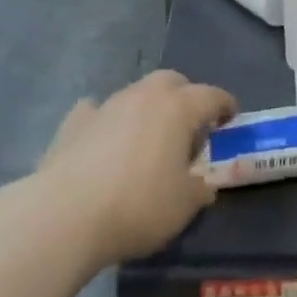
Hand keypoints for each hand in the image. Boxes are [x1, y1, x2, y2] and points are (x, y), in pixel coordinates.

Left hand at [36, 70, 237, 264]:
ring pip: (137, 93)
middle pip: (172, 81)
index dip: (225, 105)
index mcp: (178, 108)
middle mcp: (144, 95)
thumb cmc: (137, 206)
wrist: (65, 215)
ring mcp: (107, 104)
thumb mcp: (184, 206)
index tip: (231, 118)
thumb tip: (203, 183)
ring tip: (148, 138)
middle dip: (186, 96)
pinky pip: (98, 111)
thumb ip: (200, 189)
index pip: (212, 96)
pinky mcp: (75, 122)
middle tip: (190, 126)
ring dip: (148, 108)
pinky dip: (107, 121)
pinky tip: (104, 140)